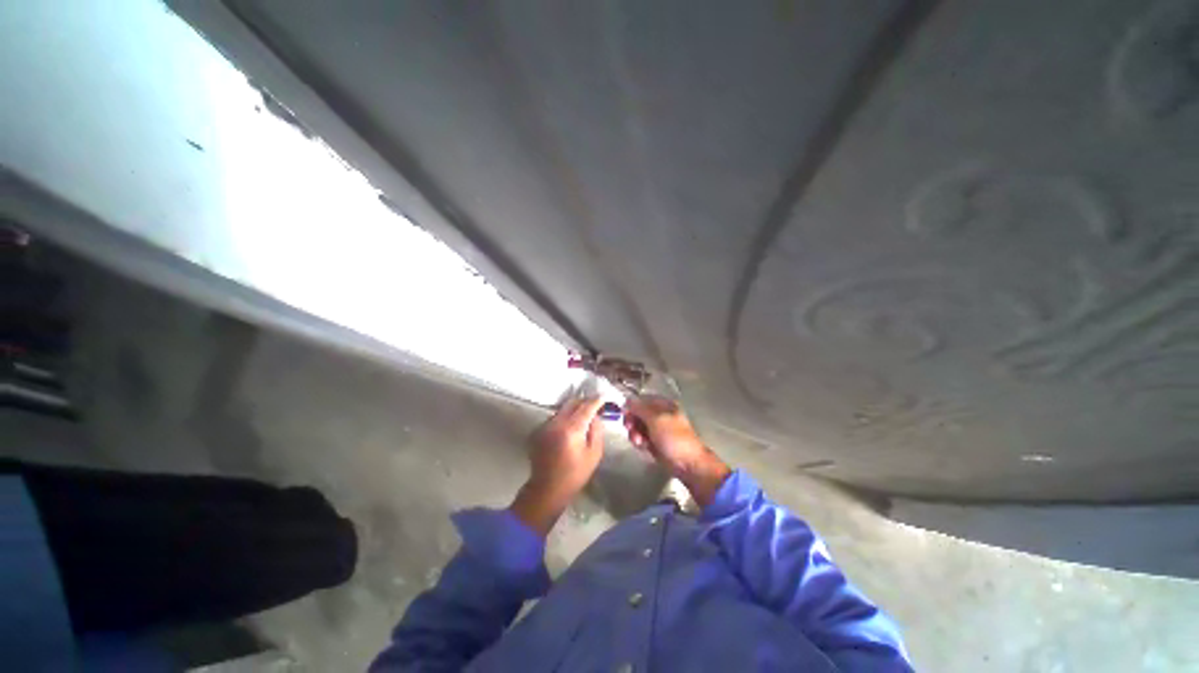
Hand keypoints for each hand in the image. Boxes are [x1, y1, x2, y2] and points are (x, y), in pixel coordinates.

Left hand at [510, 397, 604, 535]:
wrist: (547, 489)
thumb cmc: (575, 474)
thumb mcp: (594, 454)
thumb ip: (596, 431)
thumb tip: (595, 416)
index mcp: (572, 429)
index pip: (586, 407)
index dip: (596, 400)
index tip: (602, 397)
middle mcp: (557, 423)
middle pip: (572, 403)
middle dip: (583, 402)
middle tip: (592, 407)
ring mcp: (545, 426)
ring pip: (562, 409)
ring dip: (572, 410)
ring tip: (580, 419)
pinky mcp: (538, 431)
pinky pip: (554, 418)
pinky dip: (563, 419)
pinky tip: (567, 430)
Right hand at [624, 395, 730, 506]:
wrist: (687, 463)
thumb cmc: (674, 438)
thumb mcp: (656, 419)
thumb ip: (640, 408)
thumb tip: (627, 401)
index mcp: (664, 405)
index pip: (642, 400)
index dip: (632, 406)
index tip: (625, 414)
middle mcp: (660, 415)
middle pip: (638, 413)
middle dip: (633, 421)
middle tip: (630, 428)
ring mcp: (657, 429)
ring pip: (638, 426)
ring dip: (635, 433)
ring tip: (639, 441)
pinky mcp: (655, 442)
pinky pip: (641, 438)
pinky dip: (639, 441)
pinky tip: (643, 446)